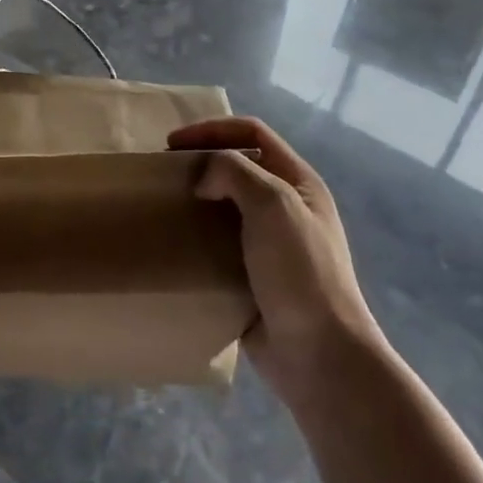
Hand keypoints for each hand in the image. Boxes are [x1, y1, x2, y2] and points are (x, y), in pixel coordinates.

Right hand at [168, 116, 380, 407]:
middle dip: (201, 165)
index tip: (173, 144)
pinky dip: (196, 242)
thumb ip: (235, 173)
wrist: (319, 353)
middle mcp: (285, 208)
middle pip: (238, 168)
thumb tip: (204, 177)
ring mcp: (270, 245)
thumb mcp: (273, 204)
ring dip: (195, 204)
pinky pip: (218, 248)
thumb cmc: (300, 270)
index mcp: (298, 182)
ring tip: (164, 211)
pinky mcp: (252, 278)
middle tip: (166, 177)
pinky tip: (175, 249)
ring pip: (225, 209)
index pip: (253, 133)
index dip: (213, 130)